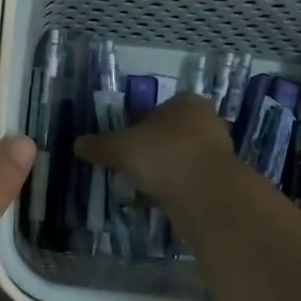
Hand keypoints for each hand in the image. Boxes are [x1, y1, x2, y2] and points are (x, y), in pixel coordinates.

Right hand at [73, 92, 234, 204]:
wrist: (206, 192)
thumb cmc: (163, 155)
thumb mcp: (120, 147)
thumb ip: (99, 145)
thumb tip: (77, 144)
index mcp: (186, 102)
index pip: (158, 108)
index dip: (138, 124)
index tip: (125, 143)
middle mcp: (207, 120)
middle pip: (172, 132)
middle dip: (154, 147)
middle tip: (133, 164)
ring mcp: (219, 149)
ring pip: (184, 156)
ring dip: (167, 168)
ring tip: (145, 184)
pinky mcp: (222, 177)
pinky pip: (193, 178)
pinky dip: (178, 186)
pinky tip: (163, 198)